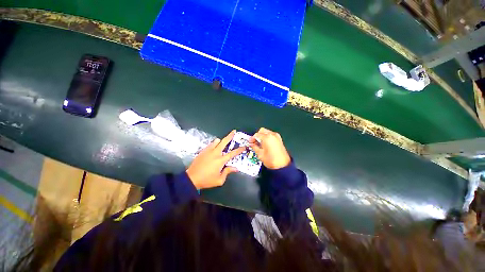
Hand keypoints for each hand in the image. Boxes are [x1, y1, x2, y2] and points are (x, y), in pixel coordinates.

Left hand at [186, 130, 244, 189]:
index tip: (243, 147)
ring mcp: (208, 151)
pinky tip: (214, 149)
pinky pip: (210, 144)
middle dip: (230, 136)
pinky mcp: (203, 151)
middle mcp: (215, 153)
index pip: (232, 153)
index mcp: (220, 160)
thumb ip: (228, 172)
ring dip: (220, 141)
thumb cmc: (207, 180)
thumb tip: (235, 168)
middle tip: (234, 131)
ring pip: (216, 141)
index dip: (239, 150)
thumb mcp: (219, 180)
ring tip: (221, 143)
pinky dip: (214, 144)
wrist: (191, 178)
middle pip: (224, 141)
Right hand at [249, 128, 290, 169]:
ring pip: (267, 132)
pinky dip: (267, 138)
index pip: (256, 134)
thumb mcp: (260, 154)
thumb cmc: (273, 161)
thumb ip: (255, 147)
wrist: (282, 165)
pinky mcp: (279, 140)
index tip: (250, 142)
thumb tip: (252, 144)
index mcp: (267, 138)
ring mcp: (277, 137)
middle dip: (257, 135)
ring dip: (262, 136)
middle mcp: (272, 135)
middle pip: (262, 131)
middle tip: (254, 142)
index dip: (252, 138)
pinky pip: (271, 135)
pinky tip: (265, 144)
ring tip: (259, 144)